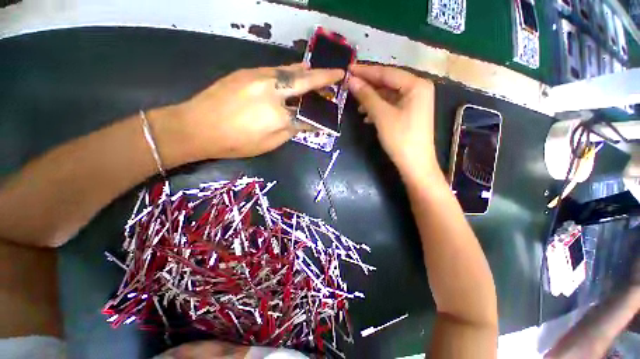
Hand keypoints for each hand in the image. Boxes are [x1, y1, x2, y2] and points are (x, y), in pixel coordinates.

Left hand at [154, 64, 343, 166]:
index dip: (322, 109)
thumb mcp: (269, 143)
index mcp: (279, 114)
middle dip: (323, 76)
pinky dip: (288, 73)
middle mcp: (272, 90)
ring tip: (316, 73)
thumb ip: (291, 130)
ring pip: (289, 71)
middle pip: (304, 80)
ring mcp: (258, 77)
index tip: (333, 105)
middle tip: (336, 73)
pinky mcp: (247, 72)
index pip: (309, 111)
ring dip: (306, 72)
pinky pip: (275, 70)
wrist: (197, 126)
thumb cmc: (236, 142)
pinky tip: (291, 76)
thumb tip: (306, 122)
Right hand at [348, 64, 436, 178]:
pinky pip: (391, 106)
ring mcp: (415, 102)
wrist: (415, 164)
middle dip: (368, 86)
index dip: (366, 71)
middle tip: (349, 86)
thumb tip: (351, 80)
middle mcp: (418, 89)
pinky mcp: (409, 114)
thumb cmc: (400, 138)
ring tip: (356, 105)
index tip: (348, 70)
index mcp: (416, 84)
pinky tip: (366, 116)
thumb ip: (367, 95)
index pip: (386, 72)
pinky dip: (378, 109)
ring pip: (388, 95)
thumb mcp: (381, 115)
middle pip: (388, 82)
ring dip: (371, 99)